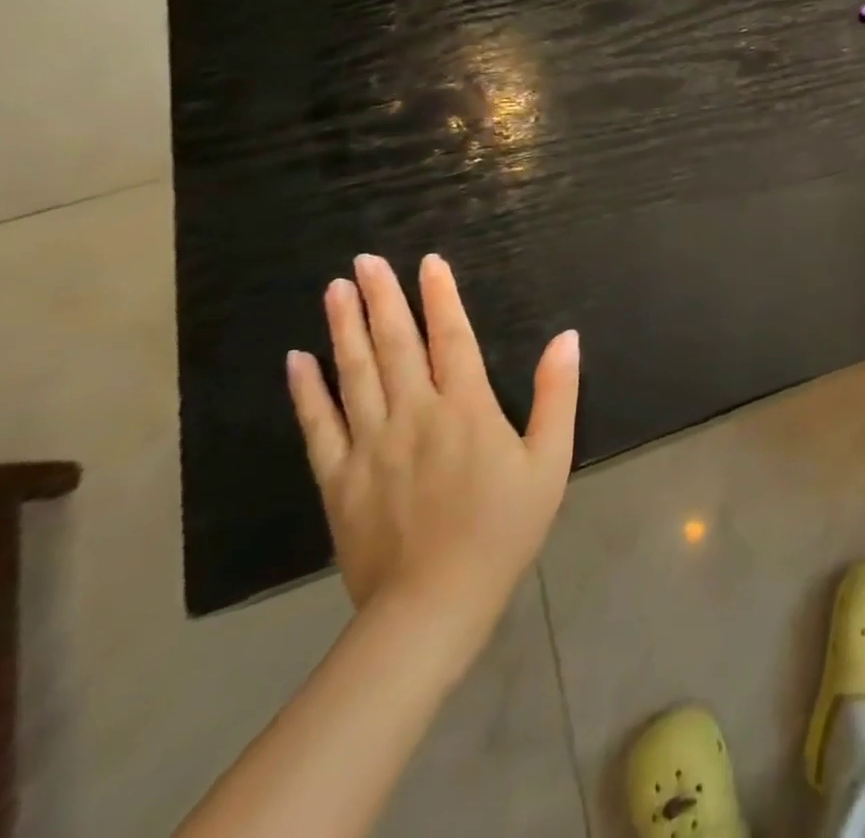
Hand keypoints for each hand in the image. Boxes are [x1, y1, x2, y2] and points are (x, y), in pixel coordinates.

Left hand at [285, 253, 580, 652]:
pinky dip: (307, 390)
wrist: (434, 603)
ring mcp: (370, 445)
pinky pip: (319, 425)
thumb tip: (567, 337)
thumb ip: (557, 394)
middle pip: (395, 346)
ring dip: (343, 328)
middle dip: (382, 299)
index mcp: (467, 408)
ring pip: (353, 374)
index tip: (427, 262)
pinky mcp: (338, 478)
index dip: (440, 297)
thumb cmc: (504, 526)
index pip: (451, 338)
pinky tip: (298, 360)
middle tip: (364, 260)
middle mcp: (414, 414)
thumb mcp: (550, 460)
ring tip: (335, 290)